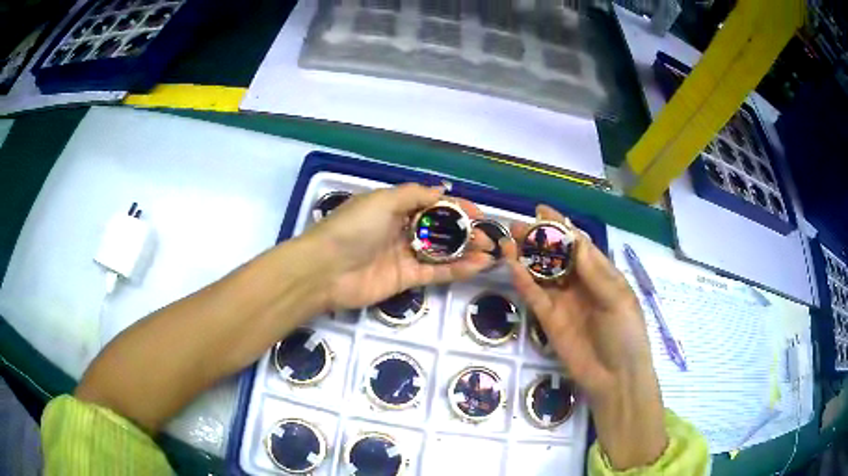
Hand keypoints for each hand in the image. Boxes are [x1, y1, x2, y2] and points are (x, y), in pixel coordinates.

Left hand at [302, 184, 493, 311]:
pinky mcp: (406, 280)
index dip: (457, 207)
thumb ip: (414, 195)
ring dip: (467, 251)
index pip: (433, 204)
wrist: (324, 270)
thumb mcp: (383, 201)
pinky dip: (457, 270)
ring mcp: (404, 255)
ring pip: (442, 252)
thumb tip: (442, 190)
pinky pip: (436, 273)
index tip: (479, 213)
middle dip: (466, 231)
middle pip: (440, 229)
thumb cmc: (353, 228)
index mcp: (394, 207)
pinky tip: (478, 266)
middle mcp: (401, 229)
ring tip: (490, 251)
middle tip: (490, 237)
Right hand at [502, 205, 667, 469]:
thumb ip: (594, 272)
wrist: (615, 377)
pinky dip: (523, 281)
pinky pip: (535, 296)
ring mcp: (564, 302)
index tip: (541, 210)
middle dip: (538, 239)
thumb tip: (574, 239)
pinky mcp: (549, 320)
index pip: (579, 244)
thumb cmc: (625, 334)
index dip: (561, 226)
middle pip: (556, 256)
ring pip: (541, 274)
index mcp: (602, 274)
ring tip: (507, 241)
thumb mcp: (617, 299)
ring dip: (526, 257)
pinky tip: (511, 266)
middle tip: (515, 225)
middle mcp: (580, 284)